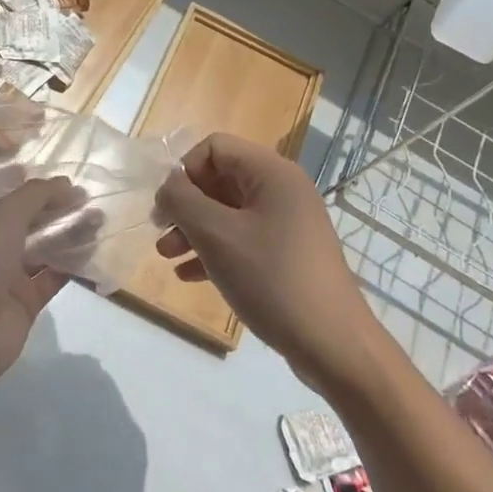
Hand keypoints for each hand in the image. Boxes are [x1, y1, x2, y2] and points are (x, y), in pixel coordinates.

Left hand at [0, 176, 84, 388]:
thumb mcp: (4, 214)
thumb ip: (37, 195)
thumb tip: (68, 185)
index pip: (3, 192)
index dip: (30, 182)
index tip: (60, 175)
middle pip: (27, 219)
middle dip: (56, 207)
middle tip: (89, 197)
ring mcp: (7, 274)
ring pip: (43, 247)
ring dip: (69, 233)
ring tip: (99, 218)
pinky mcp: (26, 301)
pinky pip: (53, 276)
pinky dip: (72, 264)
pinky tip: (95, 250)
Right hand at [154, 134, 372, 383]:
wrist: (332, 344)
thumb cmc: (271, 278)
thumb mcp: (216, 235)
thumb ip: (182, 200)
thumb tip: (169, 185)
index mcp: (272, 173)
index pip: (215, 147)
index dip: (185, 170)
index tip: (167, 206)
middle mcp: (282, 190)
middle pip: (220, 179)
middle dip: (185, 205)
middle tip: (160, 232)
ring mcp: (287, 224)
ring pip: (228, 212)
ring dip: (194, 229)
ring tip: (167, 256)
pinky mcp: (287, 255)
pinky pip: (242, 239)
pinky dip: (214, 251)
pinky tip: (189, 275)